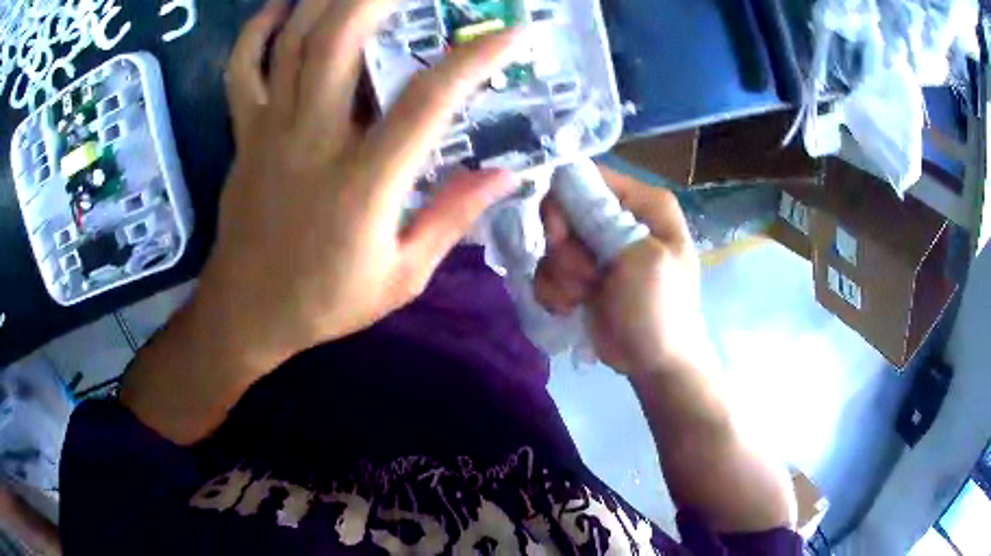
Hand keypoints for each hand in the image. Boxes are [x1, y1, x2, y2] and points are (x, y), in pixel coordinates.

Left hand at [200, 0, 524, 368]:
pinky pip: (241, 70)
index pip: (427, 101)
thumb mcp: (402, 277)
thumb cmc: (324, 302)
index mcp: (363, 183)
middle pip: (340, 41)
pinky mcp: (244, 134)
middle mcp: (312, 140)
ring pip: (293, 43)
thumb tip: (507, 175)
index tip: (510, 31)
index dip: (473, 59)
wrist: (246, 313)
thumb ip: (452, 218)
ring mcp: (270, 130)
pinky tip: (280, 7)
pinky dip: (256, 31)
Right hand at [535, 166, 709, 375]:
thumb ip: (606, 220)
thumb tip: (563, 186)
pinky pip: (548, 270)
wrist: (654, 363)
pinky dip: (555, 292)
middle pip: (563, 209)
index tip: (561, 235)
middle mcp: (618, 217)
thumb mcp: (643, 260)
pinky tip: (573, 308)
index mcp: (643, 204)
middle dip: (565, 248)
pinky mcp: (580, 273)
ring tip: (584, 297)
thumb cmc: (659, 310)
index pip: (589, 177)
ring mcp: (597, 247)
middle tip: (583, 276)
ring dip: (561, 275)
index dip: (567, 201)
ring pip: (552, 244)